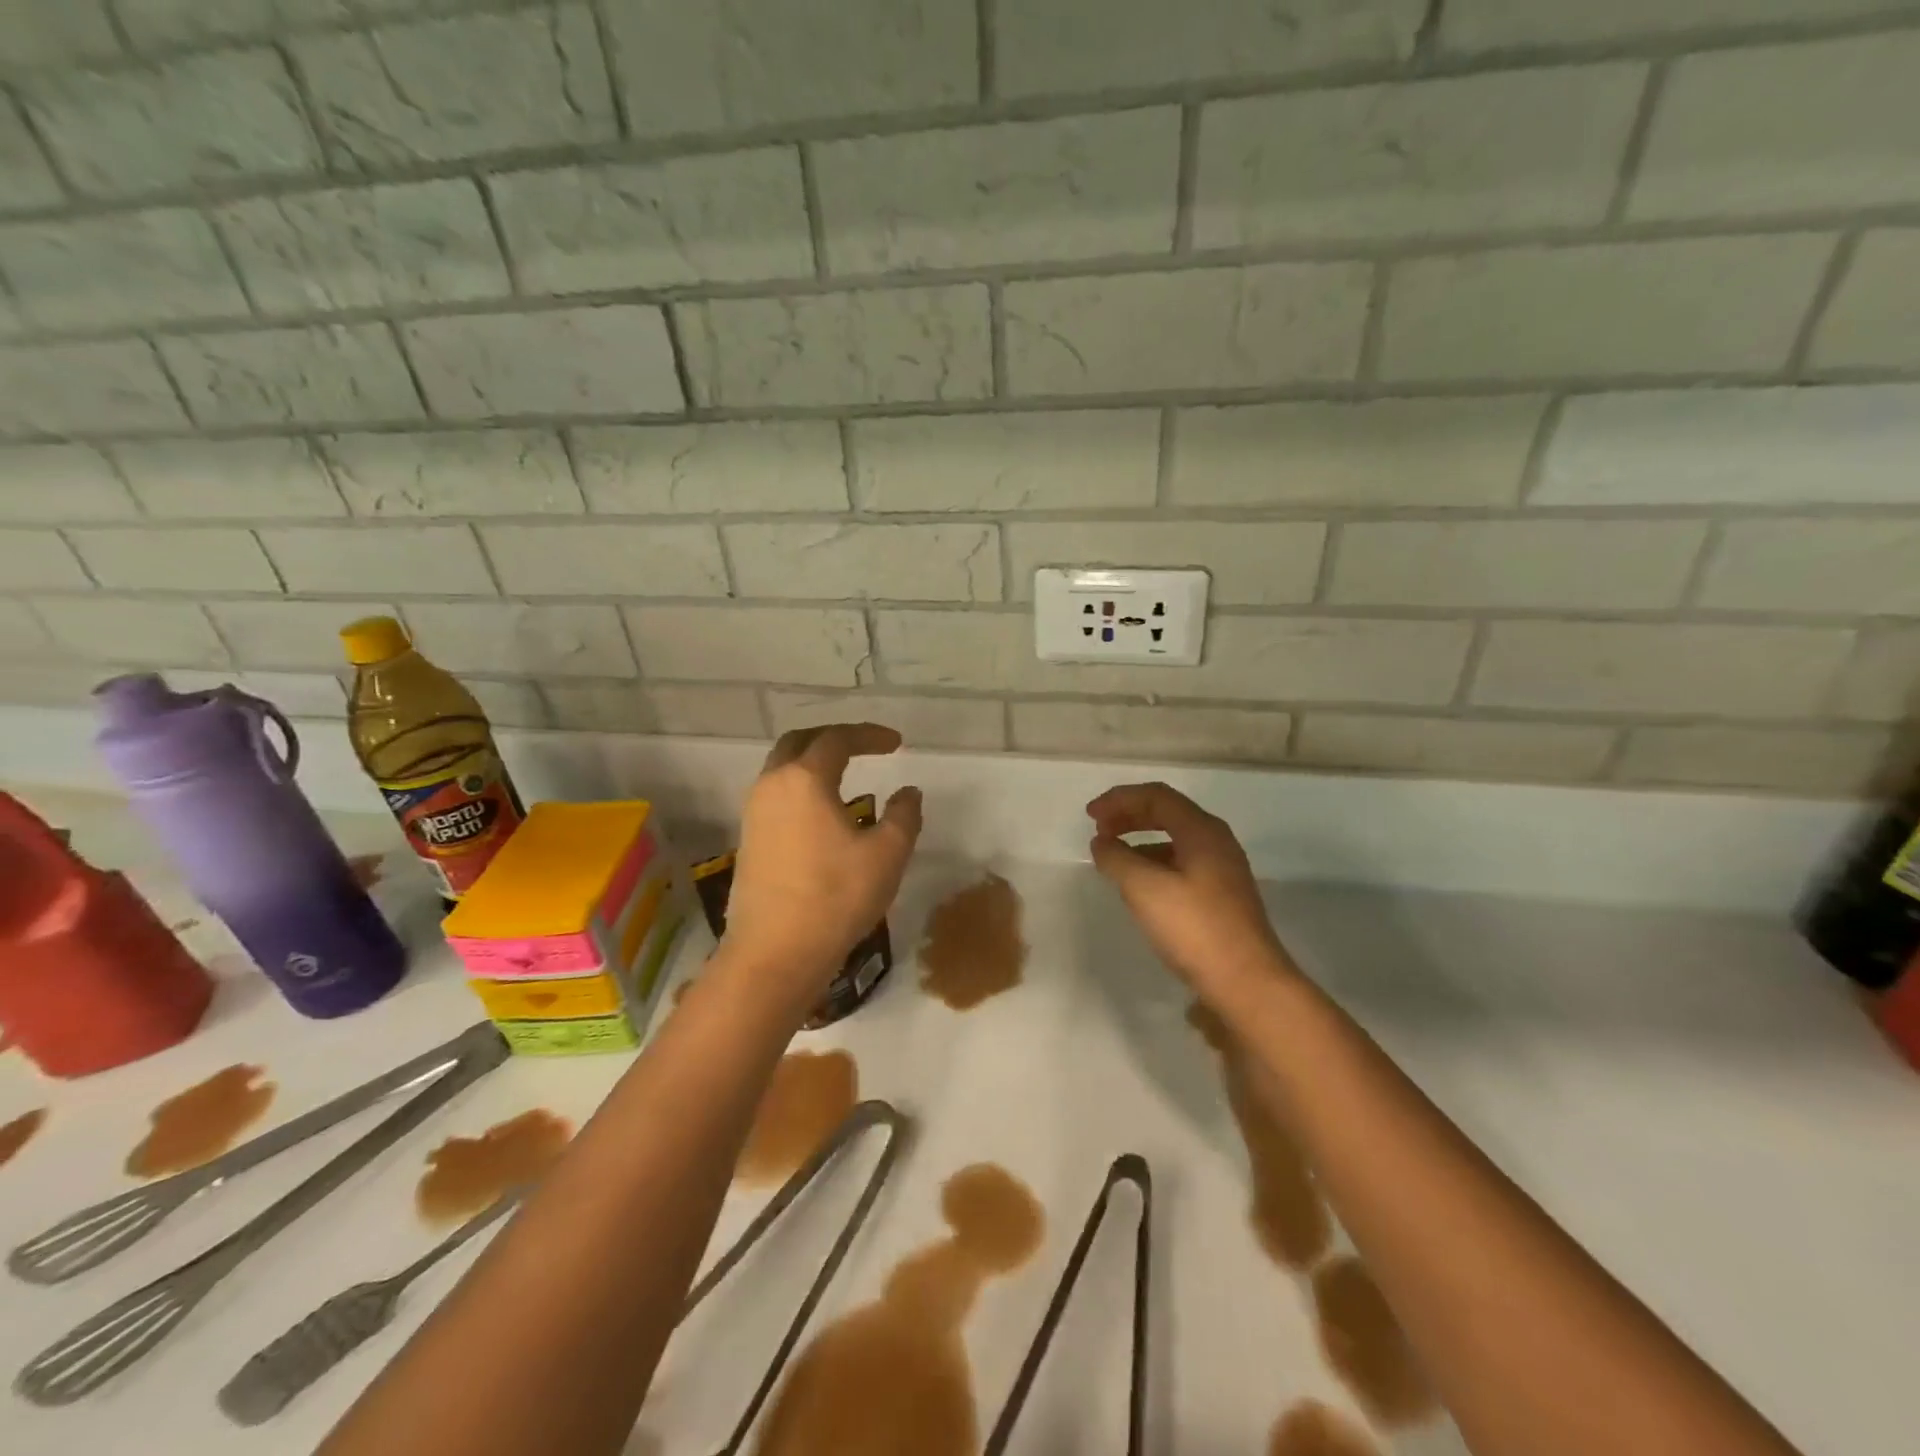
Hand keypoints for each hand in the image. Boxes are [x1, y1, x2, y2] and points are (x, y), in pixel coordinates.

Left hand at [723, 724, 922, 999]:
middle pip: (799, 742)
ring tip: (846, 776)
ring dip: (813, 762)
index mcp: (804, 780)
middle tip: (864, 746)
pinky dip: (801, 787)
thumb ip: (903, 816)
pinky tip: (824, 813)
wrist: (774, 955)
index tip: (897, 744)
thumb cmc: (835, 898)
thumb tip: (908, 793)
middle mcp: (772, 786)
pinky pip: (776, 795)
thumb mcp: (886, 855)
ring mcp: (754, 813)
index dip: (869, 735)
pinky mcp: (749, 840)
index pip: (837, 739)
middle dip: (833, 737)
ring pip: (782, 769)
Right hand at [1087, 782, 1292, 994]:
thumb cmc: (1194, 928)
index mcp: (1202, 831)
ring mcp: (1223, 870)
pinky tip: (1140, 885)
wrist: (1247, 983)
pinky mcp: (1222, 896)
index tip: (1090, 816)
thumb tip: (1102, 843)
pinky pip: (1181, 863)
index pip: (1157, 797)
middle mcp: (1216, 842)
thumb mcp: (1144, 888)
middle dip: (1129, 816)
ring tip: (1114, 857)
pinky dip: (1154, 862)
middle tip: (1099, 830)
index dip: (1119, 800)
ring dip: (1140, 840)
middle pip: (1168, 813)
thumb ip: (1117, 858)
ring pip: (1175, 839)